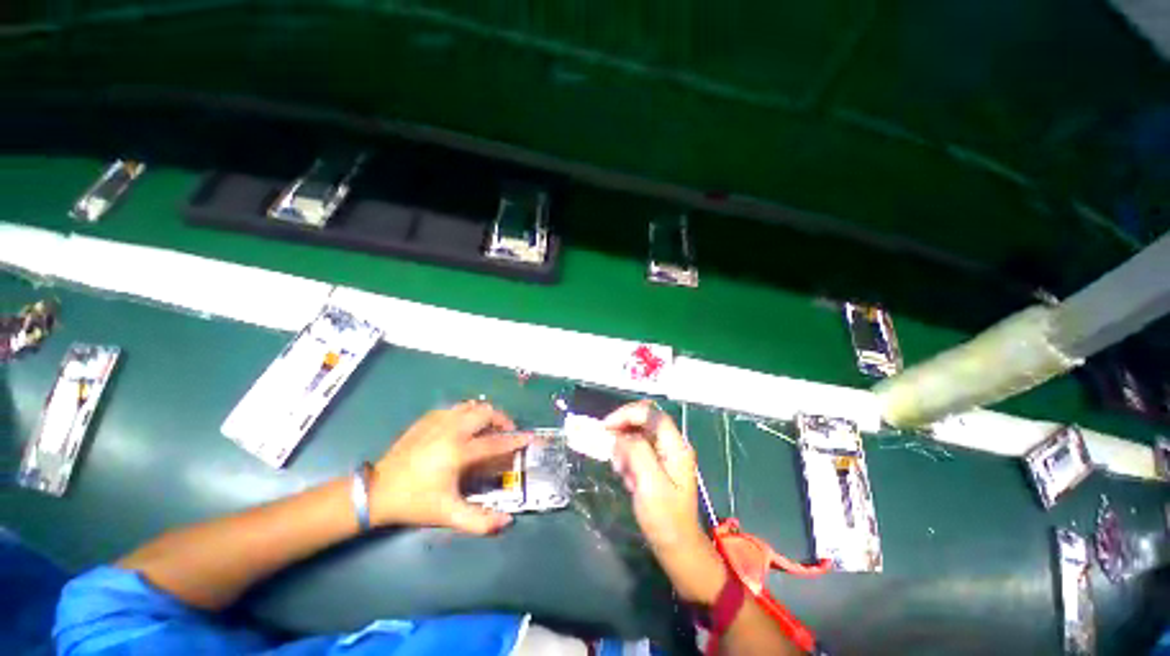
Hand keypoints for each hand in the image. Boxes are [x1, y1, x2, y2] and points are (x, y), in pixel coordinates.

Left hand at [371, 401, 529, 534]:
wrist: (378, 491)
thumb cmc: (416, 502)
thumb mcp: (447, 514)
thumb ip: (478, 521)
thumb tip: (507, 522)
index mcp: (458, 451)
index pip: (495, 442)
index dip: (515, 440)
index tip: (529, 437)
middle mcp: (451, 430)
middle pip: (485, 412)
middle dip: (501, 419)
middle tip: (506, 432)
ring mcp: (438, 421)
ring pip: (470, 406)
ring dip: (484, 413)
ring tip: (487, 427)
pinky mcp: (427, 419)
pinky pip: (455, 408)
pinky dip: (466, 413)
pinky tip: (463, 427)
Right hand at [606, 401, 725, 603]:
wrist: (677, 547)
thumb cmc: (665, 518)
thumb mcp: (649, 484)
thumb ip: (636, 452)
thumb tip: (620, 435)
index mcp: (675, 446)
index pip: (650, 413)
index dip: (626, 414)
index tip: (606, 427)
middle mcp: (671, 444)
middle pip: (643, 421)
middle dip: (623, 431)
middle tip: (610, 450)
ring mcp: (665, 454)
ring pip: (637, 435)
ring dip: (624, 449)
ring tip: (622, 472)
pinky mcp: (658, 464)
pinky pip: (637, 451)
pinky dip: (628, 459)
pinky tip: (628, 479)